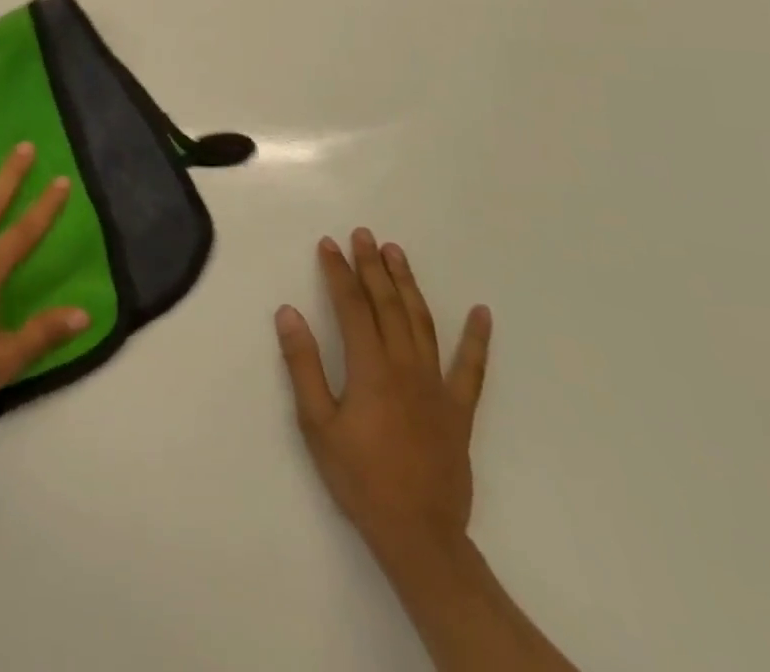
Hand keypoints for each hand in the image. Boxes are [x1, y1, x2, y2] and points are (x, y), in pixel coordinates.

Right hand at [275, 229, 491, 571]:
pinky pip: (471, 368)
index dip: (338, 272)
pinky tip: (482, 313)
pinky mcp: (459, 409)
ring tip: (396, 253)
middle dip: (372, 266)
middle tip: (363, 234)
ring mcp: (436, 386)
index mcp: (370, 368)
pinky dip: (477, 339)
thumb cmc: (360, 478)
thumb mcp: (317, 424)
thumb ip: (303, 365)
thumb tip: (288, 312)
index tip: (328, 244)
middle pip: (387, 304)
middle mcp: (405, 366)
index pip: (351, 306)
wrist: (419, 534)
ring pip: (422, 322)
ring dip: (408, 284)